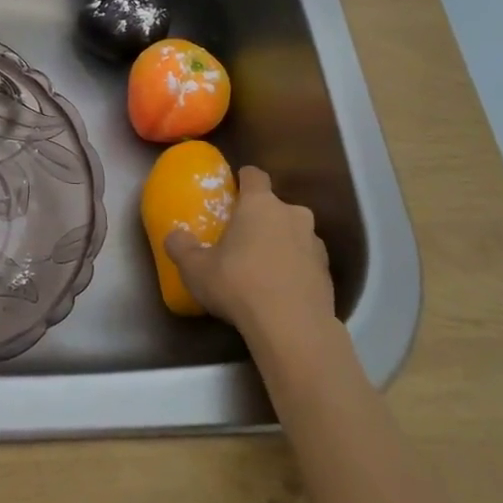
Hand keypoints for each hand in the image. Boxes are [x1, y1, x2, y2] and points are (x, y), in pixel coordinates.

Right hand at [164, 167, 335, 336]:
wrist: (292, 327)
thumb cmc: (238, 284)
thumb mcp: (195, 268)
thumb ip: (181, 247)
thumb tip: (174, 236)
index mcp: (260, 204)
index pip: (254, 175)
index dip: (243, 180)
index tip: (232, 192)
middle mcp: (292, 215)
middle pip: (275, 207)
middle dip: (261, 218)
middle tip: (242, 240)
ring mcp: (315, 243)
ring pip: (294, 234)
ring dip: (280, 244)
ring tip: (262, 269)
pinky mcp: (328, 272)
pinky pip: (306, 261)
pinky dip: (295, 269)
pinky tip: (280, 290)